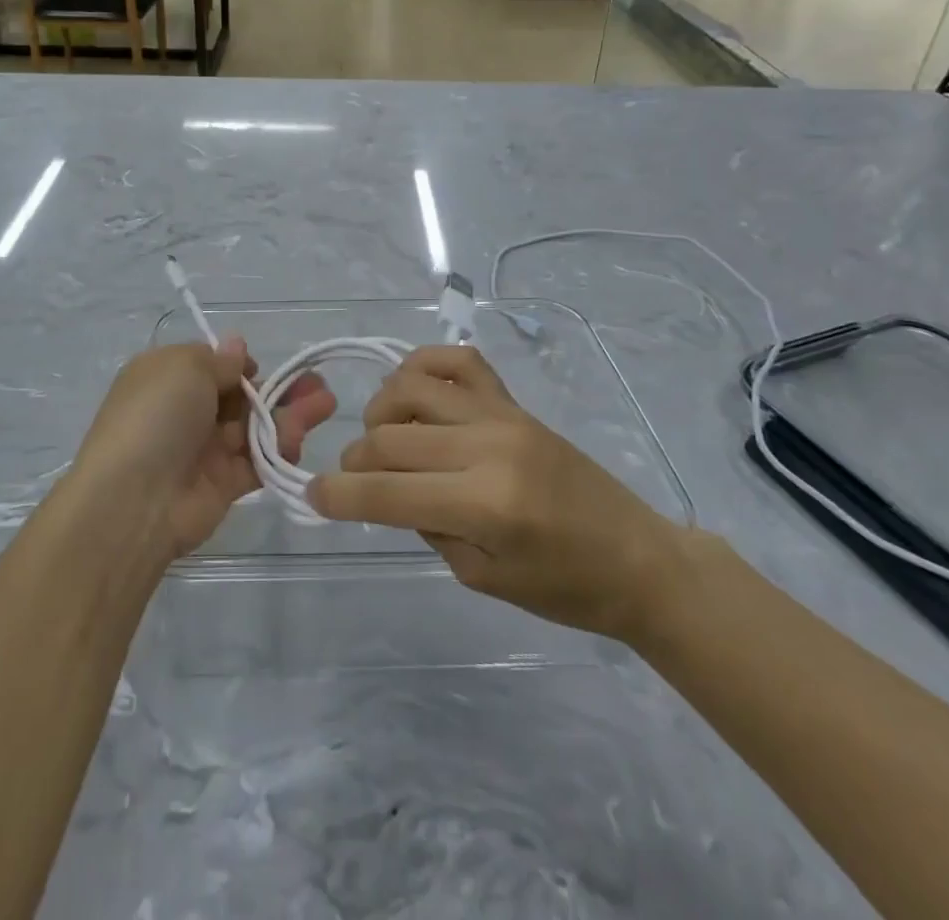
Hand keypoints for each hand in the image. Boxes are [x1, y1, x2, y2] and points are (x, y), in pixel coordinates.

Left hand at [71, 340, 336, 561]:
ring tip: (325, 404)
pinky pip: (257, 461)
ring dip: (290, 414)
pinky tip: (300, 439)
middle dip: (279, 388)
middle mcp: (185, 411)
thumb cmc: (157, 415)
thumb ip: (219, 359)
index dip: (240, 365)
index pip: (211, 365)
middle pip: (241, 396)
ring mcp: (204, 450)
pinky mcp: (223, 484)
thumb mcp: (184, 367)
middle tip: (318, 384)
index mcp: (167, 378)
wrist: (135, 499)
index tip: (260, 366)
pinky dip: (279, 449)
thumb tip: (236, 346)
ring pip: (255, 427)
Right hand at [309, 347, 684, 642]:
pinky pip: (459, 361)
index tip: (311, 497)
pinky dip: (423, 365)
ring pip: (411, 389)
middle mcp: (487, 447)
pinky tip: (414, 390)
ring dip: (380, 413)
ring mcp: (501, 415)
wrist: (637, 558)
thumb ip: (426, 525)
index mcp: (483, 505)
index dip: (338, 497)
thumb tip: (386, 489)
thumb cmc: (564, 588)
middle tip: (352, 482)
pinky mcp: (514, 401)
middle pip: (389, 438)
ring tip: (385, 438)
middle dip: (354, 462)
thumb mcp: (481, 577)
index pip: (386, 493)